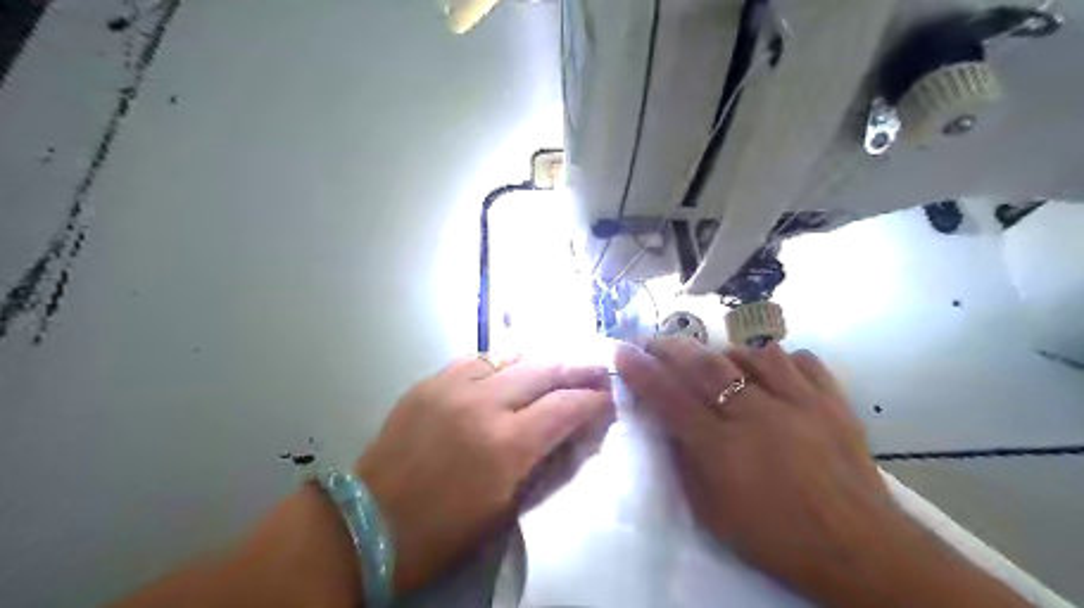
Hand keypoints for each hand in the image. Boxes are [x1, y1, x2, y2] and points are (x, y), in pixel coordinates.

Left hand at [354, 356, 607, 593]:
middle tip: (593, 369)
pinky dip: (502, 362)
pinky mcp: (429, 382)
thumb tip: (571, 433)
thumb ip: (543, 462)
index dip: (593, 400)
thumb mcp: (505, 506)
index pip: (565, 407)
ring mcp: (452, 387)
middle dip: (576, 367)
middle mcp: (483, 405)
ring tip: (557, 365)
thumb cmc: (443, 530)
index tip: (607, 398)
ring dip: (540, 359)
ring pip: (511, 355)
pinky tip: (510, 368)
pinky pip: (476, 359)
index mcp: (506, 446)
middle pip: (543, 368)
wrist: (368, 522)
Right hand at [614, 342, 893, 593]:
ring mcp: (798, 402)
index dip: (641, 372)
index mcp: (722, 448)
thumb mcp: (713, 514)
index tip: (622, 352)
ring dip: (728, 352)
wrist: (858, 549)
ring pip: (753, 354)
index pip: (670, 398)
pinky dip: (780, 359)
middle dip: (673, 347)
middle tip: (656, 341)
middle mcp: (756, 415)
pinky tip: (772, 371)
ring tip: (719, 360)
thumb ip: (686, 464)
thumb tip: (668, 425)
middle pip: (706, 366)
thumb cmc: (776, 538)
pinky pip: (801, 360)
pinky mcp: (832, 401)